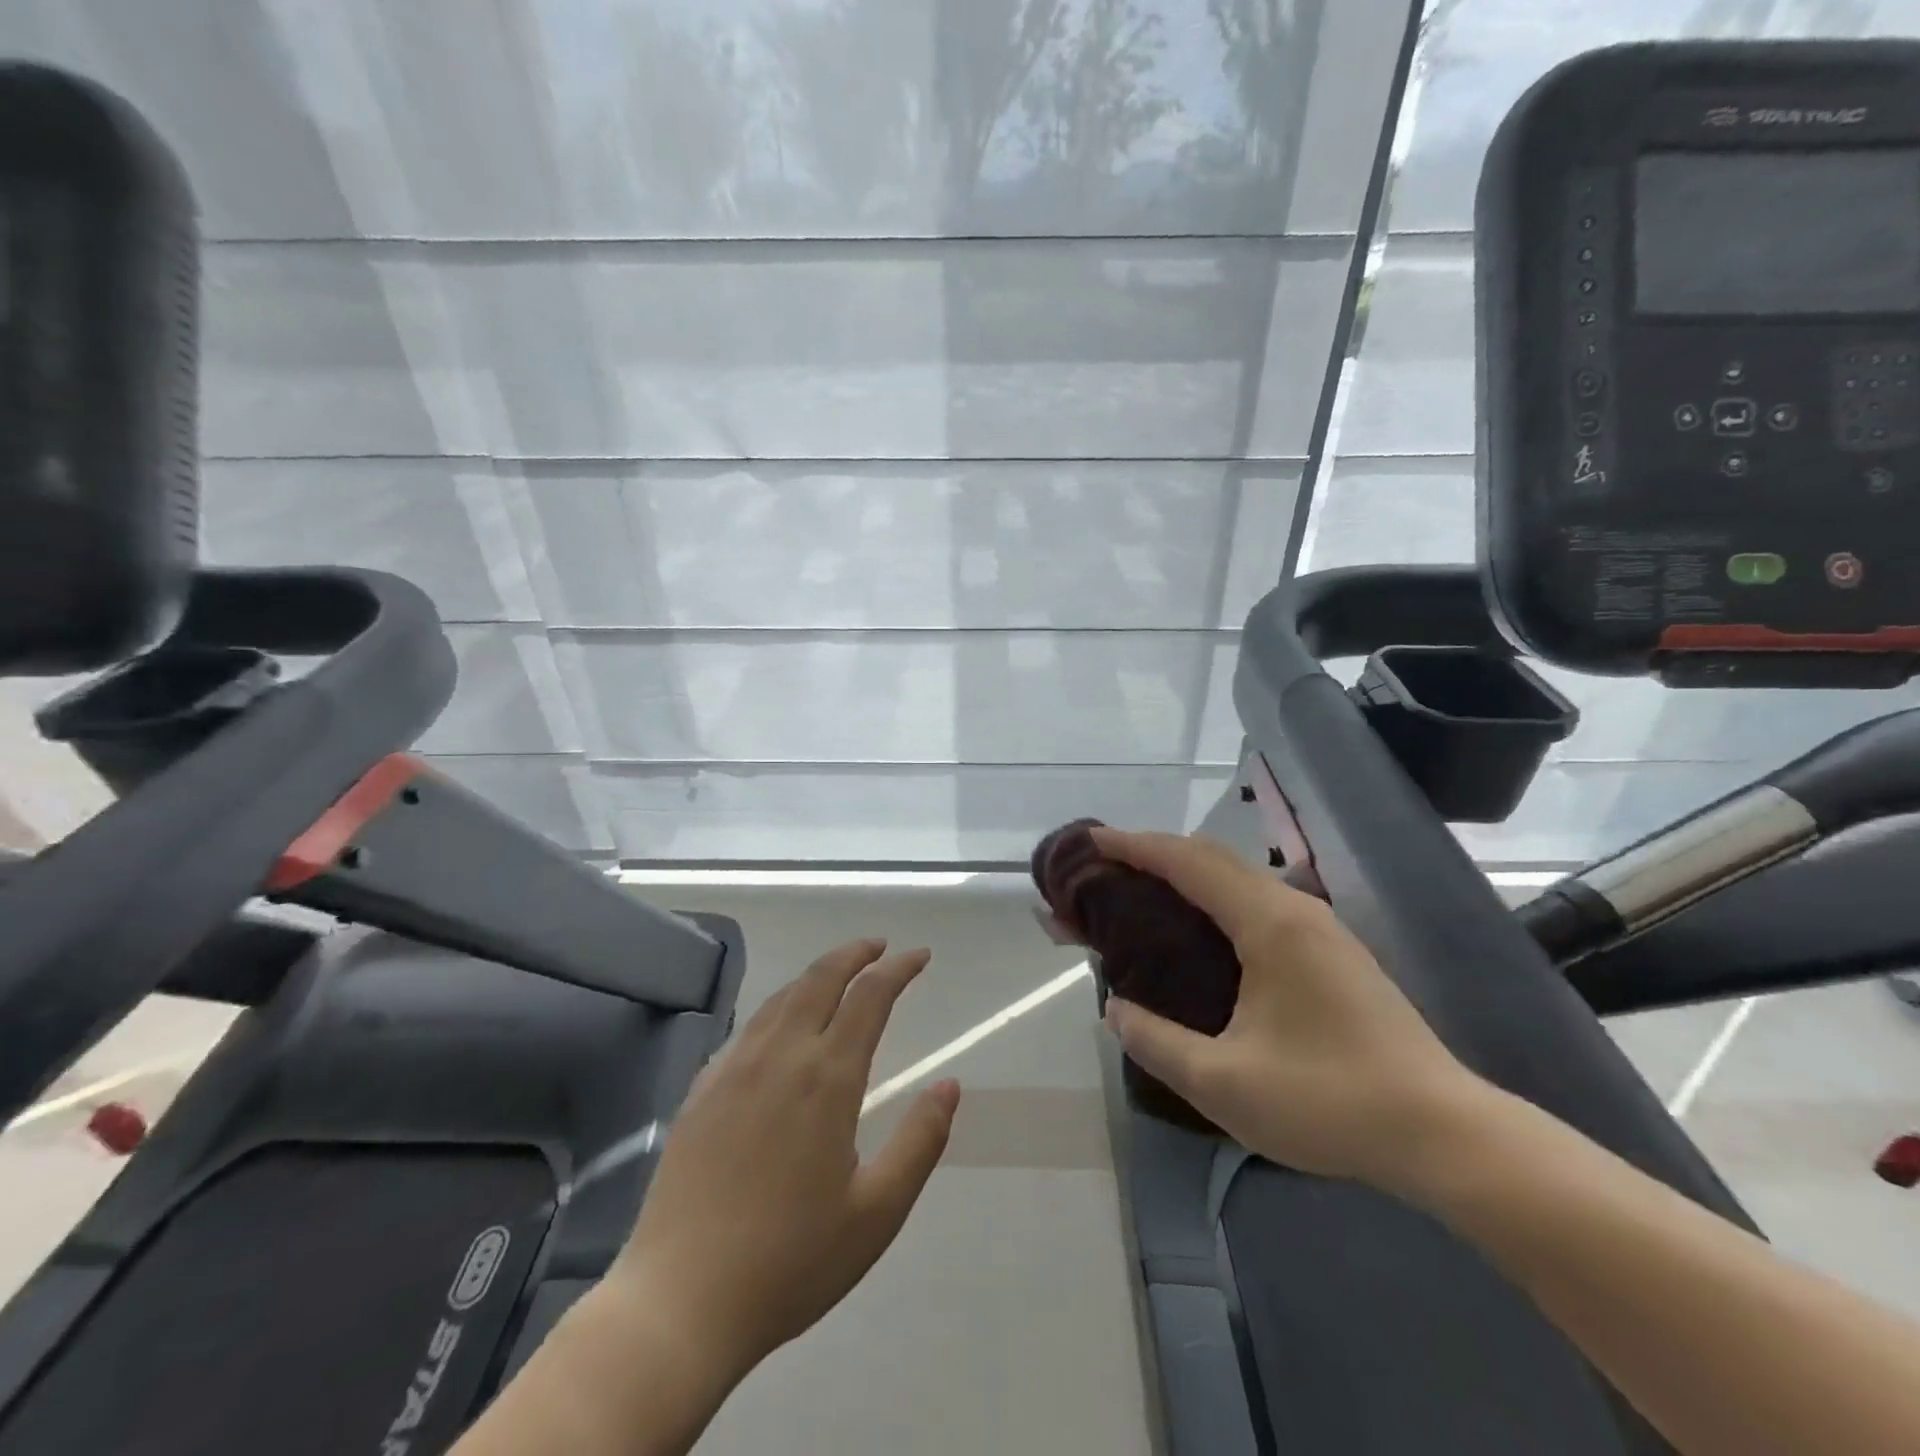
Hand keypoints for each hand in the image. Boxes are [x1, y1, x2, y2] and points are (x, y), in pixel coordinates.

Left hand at [610, 939, 959, 1383]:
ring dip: (817, 974)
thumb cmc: (790, 1261)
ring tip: (839, 975)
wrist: (680, 1302)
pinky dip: (780, 1007)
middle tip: (880, 947)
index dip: (898, 968)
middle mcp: (780, 1056)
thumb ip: (920, 1141)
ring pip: (782, 997)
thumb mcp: (877, 1212)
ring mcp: (734, 1068)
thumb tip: (949, 1084)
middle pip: (821, 978)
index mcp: (827, 1078)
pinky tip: (782, 1028)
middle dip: (855, 953)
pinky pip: (749, 1028)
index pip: (870, 996)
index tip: (919, 956)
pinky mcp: (701, 1090)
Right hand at [1094, 828, 1483, 1190]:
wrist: (1446, 1134)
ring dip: (1186, 875)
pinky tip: (1199, 934)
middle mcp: (1295, 909)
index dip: (1134, 846)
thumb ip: (1156, 1042)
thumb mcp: (1224, 1083)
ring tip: (1142, 896)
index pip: (1187, 862)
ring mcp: (1320, 928)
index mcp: (1268, 924)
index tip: (1091, 841)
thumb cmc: (1330, 1102)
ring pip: (1238, 878)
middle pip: (1212, 857)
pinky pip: (1258, 902)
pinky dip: (1214, 898)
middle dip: (1154, 854)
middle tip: (1106, 871)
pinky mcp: (1333, 952)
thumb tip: (1115, 1010)